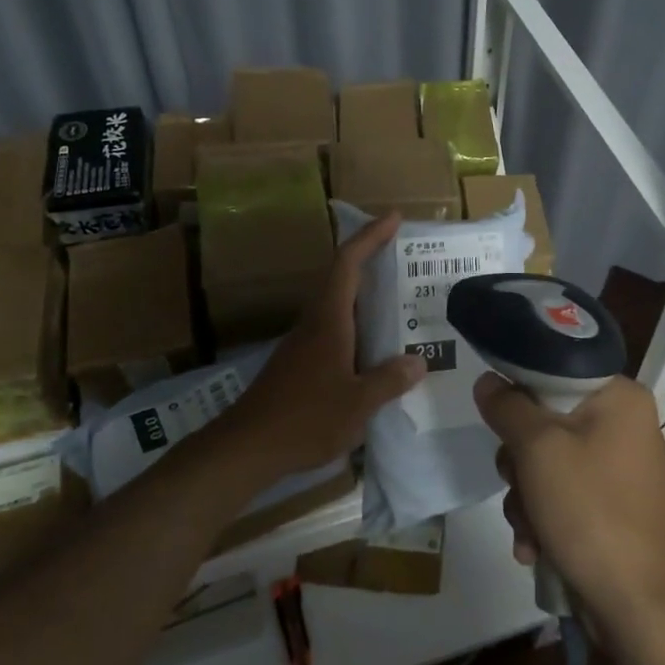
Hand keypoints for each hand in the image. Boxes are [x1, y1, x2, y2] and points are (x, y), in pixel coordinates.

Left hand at [225, 212, 425, 480]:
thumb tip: (418, 361)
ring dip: (364, 294)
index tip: (394, 218)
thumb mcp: (357, 404)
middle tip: (405, 257)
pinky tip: (375, 348)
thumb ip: (389, 380)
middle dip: (370, 259)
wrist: (246, 447)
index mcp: (329, 320)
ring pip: (337, 304)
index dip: (370, 236)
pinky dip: (357, 325)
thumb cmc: (304, 419)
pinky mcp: (299, 363)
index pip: (348, 263)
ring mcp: (304, 343)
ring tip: (399, 301)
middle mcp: (315, 322)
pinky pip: (334, 329)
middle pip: (341, 277)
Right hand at [476, 373, 664, 644]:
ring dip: (526, 496)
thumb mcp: (538, 449)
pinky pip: (563, 493)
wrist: (639, 608)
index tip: (497, 416)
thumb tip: (488, 380)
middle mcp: (624, 425)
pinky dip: (543, 517)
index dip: (520, 390)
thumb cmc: (590, 511)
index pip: (555, 368)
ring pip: (547, 461)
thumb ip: (507, 406)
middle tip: (517, 481)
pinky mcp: (611, 505)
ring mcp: (619, 468)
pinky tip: (535, 547)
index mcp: (620, 397)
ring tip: (528, 528)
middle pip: (546, 419)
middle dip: (519, 460)